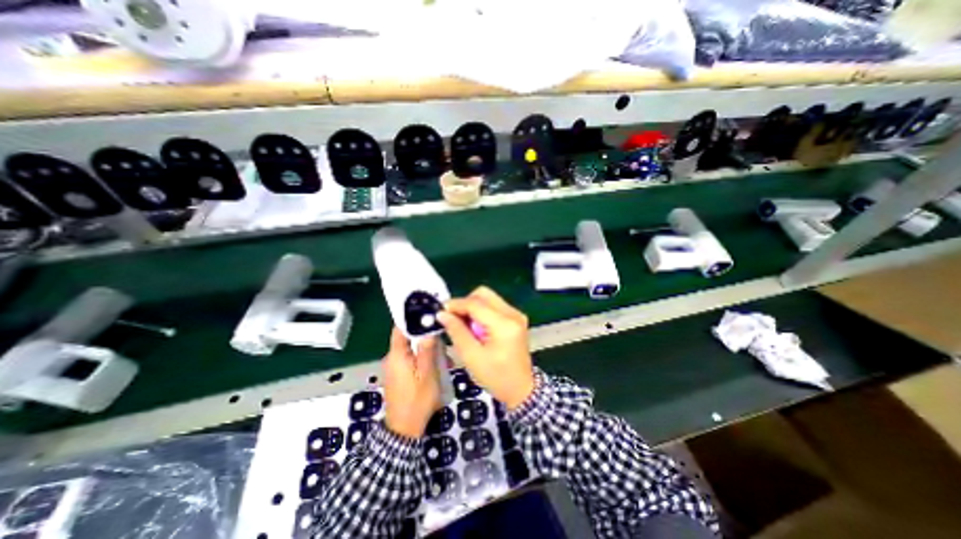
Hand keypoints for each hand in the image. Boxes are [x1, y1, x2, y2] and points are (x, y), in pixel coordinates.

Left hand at [383, 329, 442, 438]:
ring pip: (411, 349)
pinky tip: (437, 365)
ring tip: (445, 356)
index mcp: (396, 355)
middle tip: (444, 338)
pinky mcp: (399, 375)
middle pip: (408, 338)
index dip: (413, 318)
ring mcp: (394, 367)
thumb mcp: (427, 374)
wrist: (404, 430)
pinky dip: (423, 358)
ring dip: (427, 349)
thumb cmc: (417, 401)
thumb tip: (428, 329)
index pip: (400, 328)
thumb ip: (427, 350)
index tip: (429, 313)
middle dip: (426, 336)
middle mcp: (392, 358)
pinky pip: (411, 359)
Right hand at [439, 286, 537, 407]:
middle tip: (454, 319)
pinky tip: (476, 327)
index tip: (441, 311)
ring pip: (488, 298)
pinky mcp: (516, 318)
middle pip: (483, 294)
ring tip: (464, 325)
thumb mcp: (472, 357)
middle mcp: (513, 313)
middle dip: (465, 303)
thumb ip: (456, 331)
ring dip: (473, 307)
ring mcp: (516, 314)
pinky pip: (494, 305)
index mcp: (504, 324)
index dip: (456, 304)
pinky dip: (481, 312)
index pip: (475, 303)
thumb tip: (442, 314)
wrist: (521, 388)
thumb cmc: (496, 377)